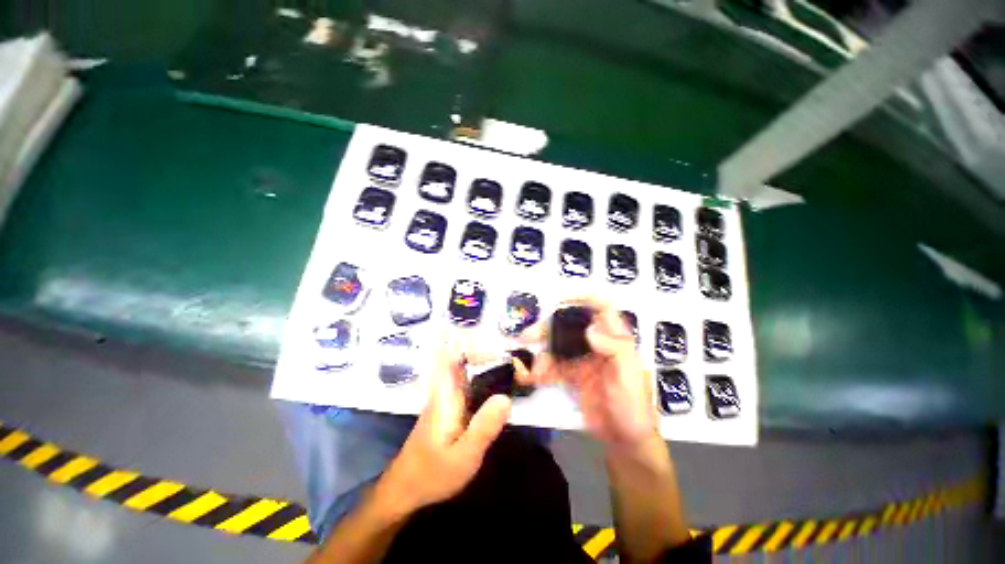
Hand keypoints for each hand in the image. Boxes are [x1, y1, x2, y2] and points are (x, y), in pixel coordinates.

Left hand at [376, 338, 511, 515]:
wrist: (405, 490)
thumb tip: (506, 397)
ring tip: (514, 371)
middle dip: (488, 354)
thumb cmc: (433, 474)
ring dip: (488, 366)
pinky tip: (499, 390)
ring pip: (467, 372)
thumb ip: (484, 427)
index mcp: (446, 394)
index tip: (497, 347)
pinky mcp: (450, 408)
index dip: (472, 344)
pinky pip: (468, 385)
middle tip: (515, 362)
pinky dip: (484, 381)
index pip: (454, 356)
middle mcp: (445, 390)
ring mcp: (447, 398)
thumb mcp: (463, 456)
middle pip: (464, 360)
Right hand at [518, 298, 656, 448]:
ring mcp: (582, 360)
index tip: (560, 299)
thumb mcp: (630, 378)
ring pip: (557, 345)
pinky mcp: (571, 376)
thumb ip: (614, 350)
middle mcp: (597, 345)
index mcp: (615, 340)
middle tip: (529, 337)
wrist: (625, 442)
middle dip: (549, 328)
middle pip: (570, 326)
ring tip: (532, 370)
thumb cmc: (634, 408)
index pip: (602, 309)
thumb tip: (589, 328)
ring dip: (541, 353)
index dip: (583, 298)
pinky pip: (552, 366)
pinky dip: (540, 369)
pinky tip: (531, 378)